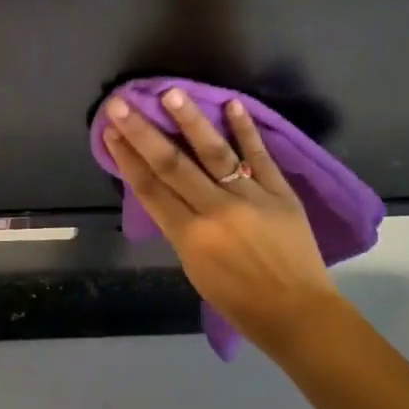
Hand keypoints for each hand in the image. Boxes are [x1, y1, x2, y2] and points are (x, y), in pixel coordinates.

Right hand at [100, 91, 339, 351]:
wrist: (299, 315)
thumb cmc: (238, 300)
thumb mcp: (193, 268)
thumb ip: (178, 225)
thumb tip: (163, 188)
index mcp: (190, 236)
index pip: (150, 188)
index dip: (126, 157)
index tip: (110, 131)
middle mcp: (216, 211)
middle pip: (172, 164)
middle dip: (142, 132)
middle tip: (120, 103)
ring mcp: (251, 198)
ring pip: (214, 152)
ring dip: (190, 121)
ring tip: (172, 93)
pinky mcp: (281, 193)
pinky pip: (260, 156)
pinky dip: (246, 130)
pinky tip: (231, 104)